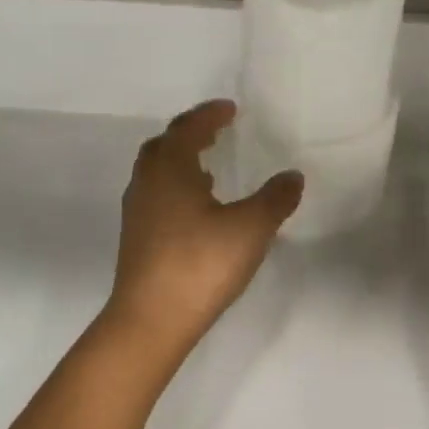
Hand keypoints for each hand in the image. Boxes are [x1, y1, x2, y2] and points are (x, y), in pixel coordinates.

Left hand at [105, 100, 302, 351]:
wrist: (151, 320)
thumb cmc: (200, 264)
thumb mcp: (250, 229)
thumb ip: (275, 199)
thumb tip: (293, 176)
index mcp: (170, 170)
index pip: (187, 128)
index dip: (209, 115)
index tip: (230, 109)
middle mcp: (147, 183)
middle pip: (163, 145)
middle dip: (189, 134)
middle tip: (216, 132)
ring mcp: (137, 212)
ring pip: (155, 172)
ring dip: (180, 162)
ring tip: (209, 169)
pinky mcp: (136, 238)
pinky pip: (155, 196)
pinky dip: (175, 188)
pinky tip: (197, 209)